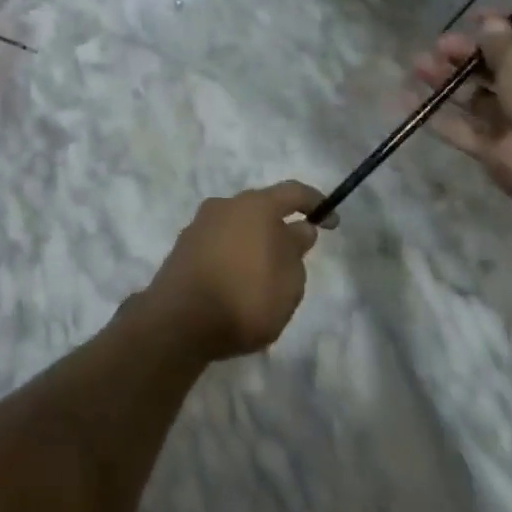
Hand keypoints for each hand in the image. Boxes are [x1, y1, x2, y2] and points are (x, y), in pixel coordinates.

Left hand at [137, 181, 330, 360]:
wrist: (180, 319)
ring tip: (266, 278)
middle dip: (280, 227)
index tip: (332, 221)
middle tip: (295, 257)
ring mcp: (201, 223)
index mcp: (255, 206)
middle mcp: (226, 204)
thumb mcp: (289, 282)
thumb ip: (296, 250)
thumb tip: (299, 228)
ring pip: (239, 226)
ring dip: (255, 243)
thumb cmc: (246, 297)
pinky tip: (238, 284)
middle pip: (261, 208)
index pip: (292, 192)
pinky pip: (220, 243)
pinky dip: (235, 256)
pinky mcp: (185, 245)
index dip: (315, 203)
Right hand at [417, 14, 511, 212]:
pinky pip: (460, 129)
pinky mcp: (493, 150)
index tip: (471, 18)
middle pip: (493, 69)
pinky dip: (436, 115)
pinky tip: (408, 98)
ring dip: (446, 80)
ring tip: (418, 66)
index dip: (499, 27)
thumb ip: (499, 41)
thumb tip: (490, 24)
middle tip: (438, 47)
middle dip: (463, 54)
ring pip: (473, 97)